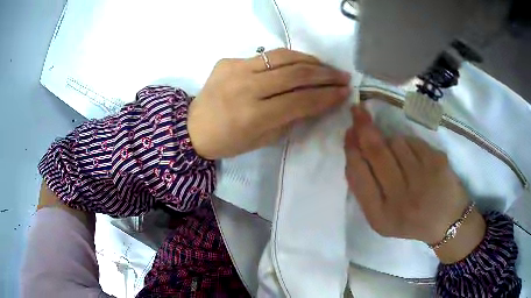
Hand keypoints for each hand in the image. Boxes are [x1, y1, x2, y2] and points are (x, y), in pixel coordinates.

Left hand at [188, 48, 350, 158]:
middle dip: (325, 75)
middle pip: (295, 74)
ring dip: (310, 61)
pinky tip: (300, 63)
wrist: (193, 128)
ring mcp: (235, 69)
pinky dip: (288, 58)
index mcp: (253, 116)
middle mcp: (245, 88)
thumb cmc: (229, 141)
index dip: (326, 96)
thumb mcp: (263, 139)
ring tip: (326, 67)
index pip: (300, 101)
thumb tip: (316, 101)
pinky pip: (265, 56)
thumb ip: (291, 118)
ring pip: (282, 57)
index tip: (345, 93)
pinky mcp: (229, 60)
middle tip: (343, 76)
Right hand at [344, 105, 484, 262]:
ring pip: (395, 142)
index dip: (351, 149)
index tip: (349, 132)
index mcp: (380, 216)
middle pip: (376, 152)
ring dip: (391, 142)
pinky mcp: (437, 163)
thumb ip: (366, 190)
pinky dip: (409, 144)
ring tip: (399, 157)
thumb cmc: (411, 220)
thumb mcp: (382, 217)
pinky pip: (413, 141)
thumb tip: (355, 148)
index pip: (358, 175)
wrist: (447, 222)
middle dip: (364, 128)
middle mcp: (400, 199)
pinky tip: (414, 158)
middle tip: (358, 111)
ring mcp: (422, 179)